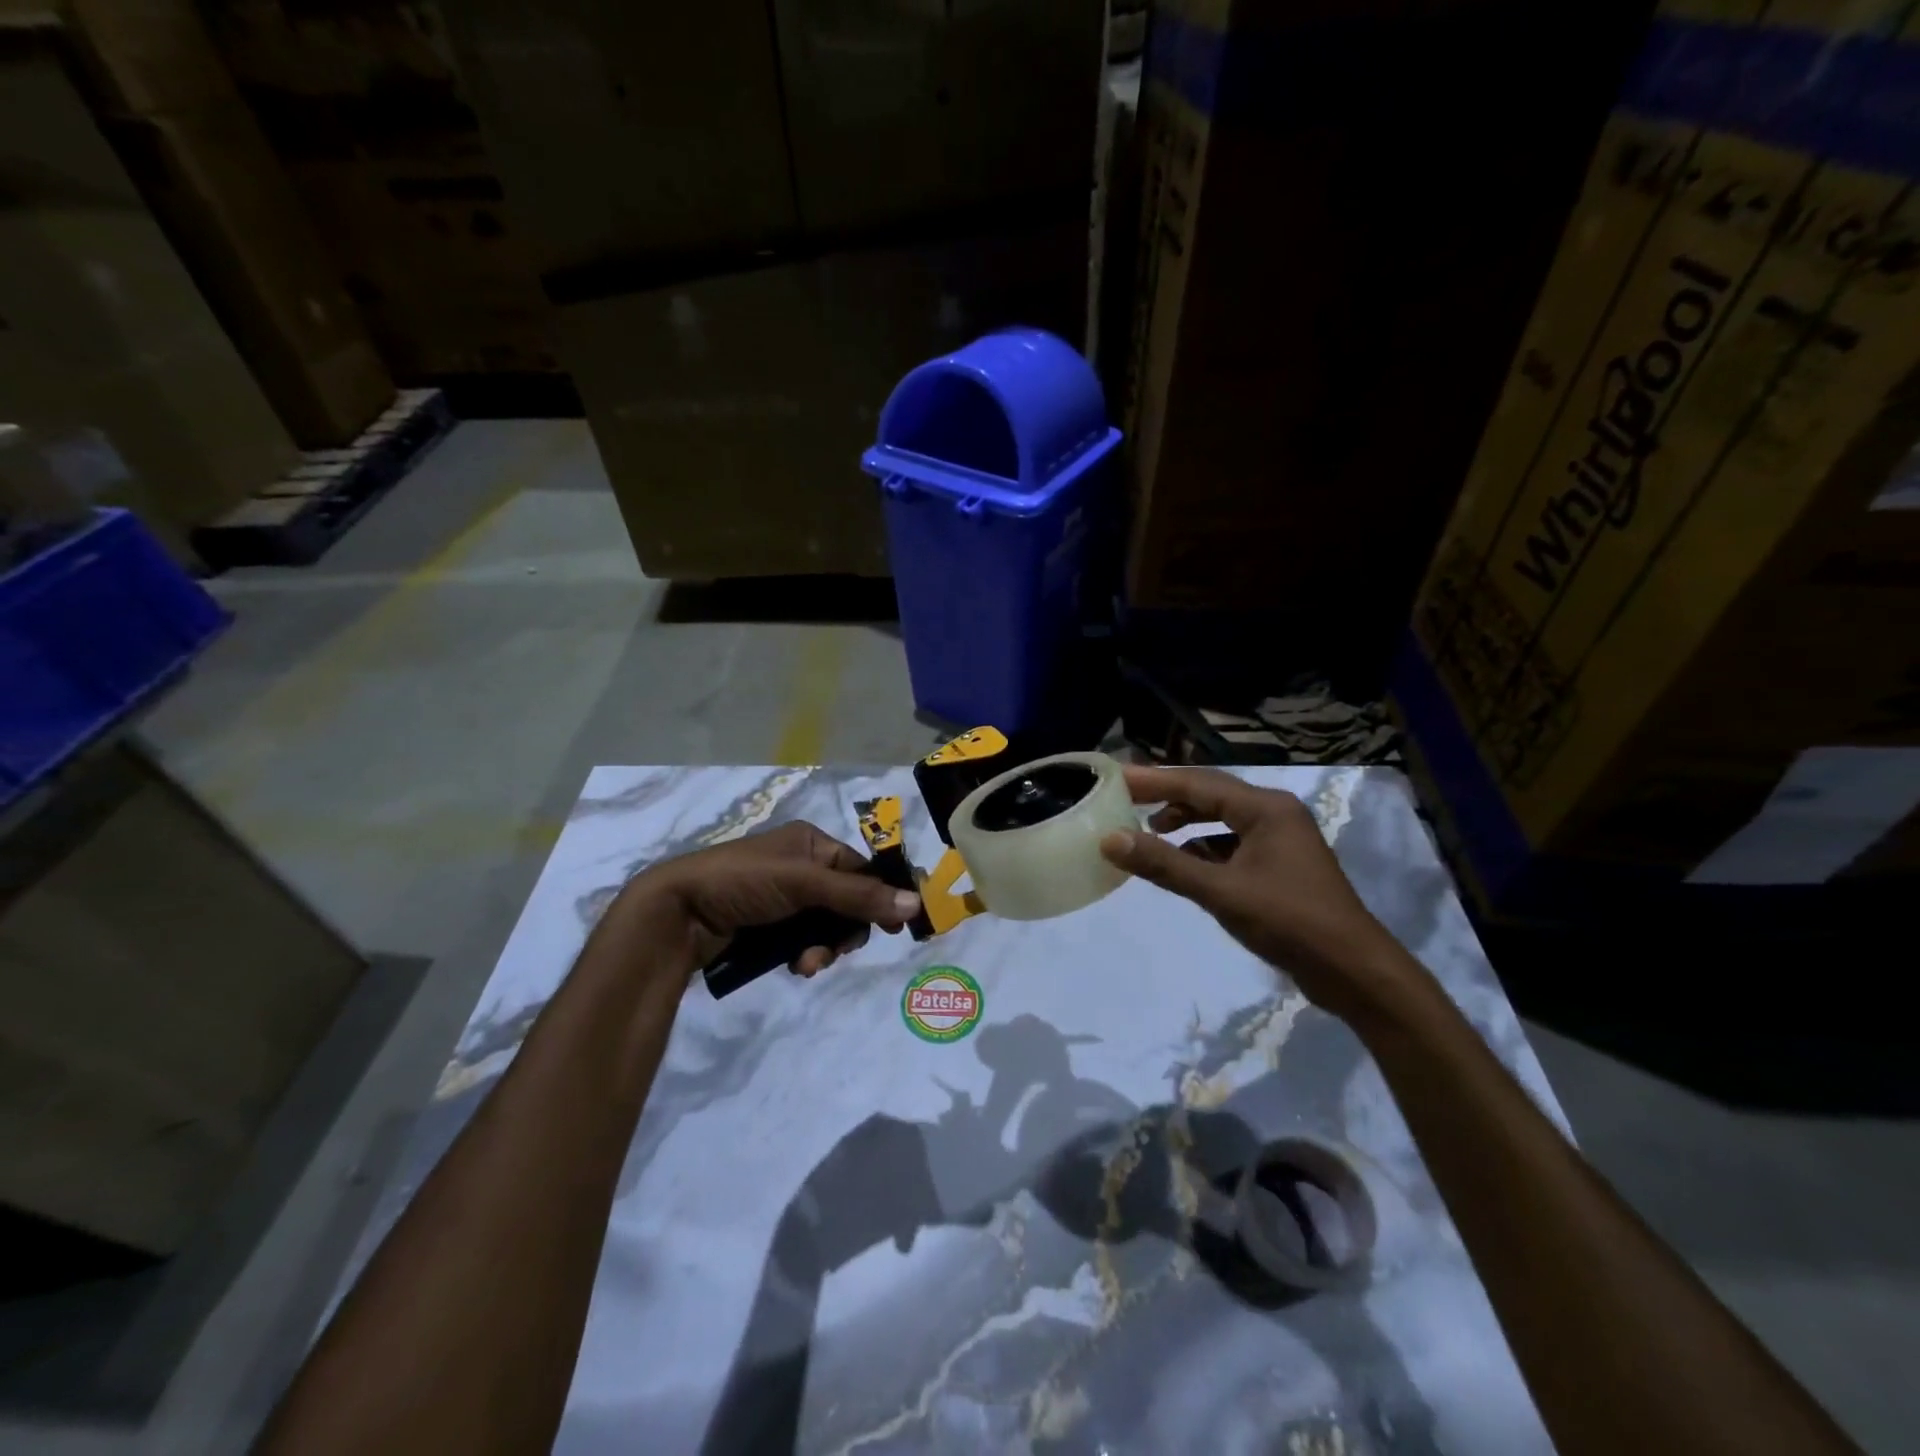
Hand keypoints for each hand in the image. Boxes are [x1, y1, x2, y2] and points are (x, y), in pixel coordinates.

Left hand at [621, 822, 920, 979]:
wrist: (676, 915)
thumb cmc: (742, 883)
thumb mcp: (803, 883)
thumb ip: (859, 895)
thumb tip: (917, 903)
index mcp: (810, 843)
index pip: (860, 869)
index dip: (880, 896)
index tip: (896, 927)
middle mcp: (800, 866)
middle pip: (847, 901)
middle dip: (845, 929)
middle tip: (837, 950)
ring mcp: (783, 898)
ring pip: (826, 926)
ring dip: (825, 948)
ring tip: (807, 964)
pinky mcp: (767, 926)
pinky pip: (803, 941)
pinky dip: (805, 954)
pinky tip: (796, 968)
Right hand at [1098, 765, 1429, 1024]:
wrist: (1354, 971)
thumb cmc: (1289, 922)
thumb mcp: (1221, 892)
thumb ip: (1165, 865)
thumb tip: (1110, 840)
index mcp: (1266, 808)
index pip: (1198, 783)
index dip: (1154, 780)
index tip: (1116, 776)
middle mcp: (1274, 813)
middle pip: (1210, 795)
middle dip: (1167, 796)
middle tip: (1124, 798)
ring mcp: (1280, 839)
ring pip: (1221, 820)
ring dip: (1186, 823)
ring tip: (1149, 831)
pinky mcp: (1279, 865)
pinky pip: (1231, 844)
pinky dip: (1203, 848)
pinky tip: (1183, 864)